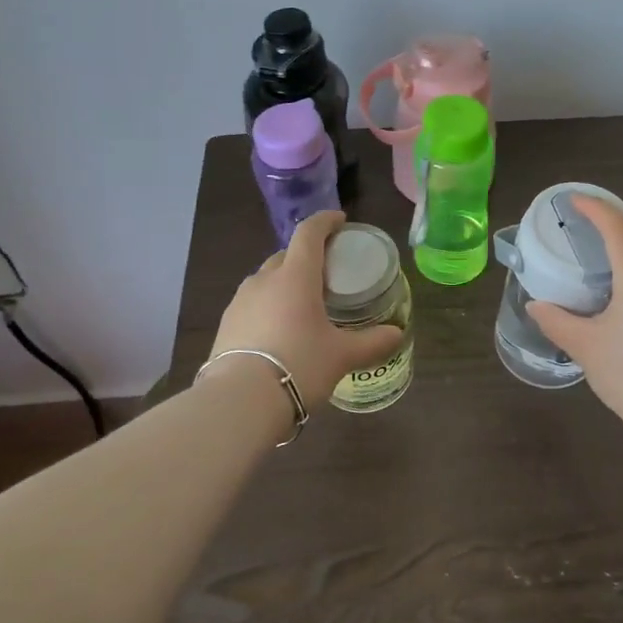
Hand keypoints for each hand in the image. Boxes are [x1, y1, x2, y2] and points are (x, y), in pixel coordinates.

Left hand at [209, 211, 403, 405]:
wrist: (239, 401)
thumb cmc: (299, 365)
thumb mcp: (342, 356)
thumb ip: (372, 342)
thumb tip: (396, 334)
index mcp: (296, 276)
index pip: (309, 233)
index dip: (325, 221)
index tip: (339, 221)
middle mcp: (265, 280)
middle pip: (286, 254)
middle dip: (306, 256)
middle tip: (327, 272)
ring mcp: (240, 301)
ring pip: (266, 279)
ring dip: (285, 282)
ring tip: (303, 304)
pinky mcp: (226, 324)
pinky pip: (252, 303)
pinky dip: (269, 305)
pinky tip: (279, 330)